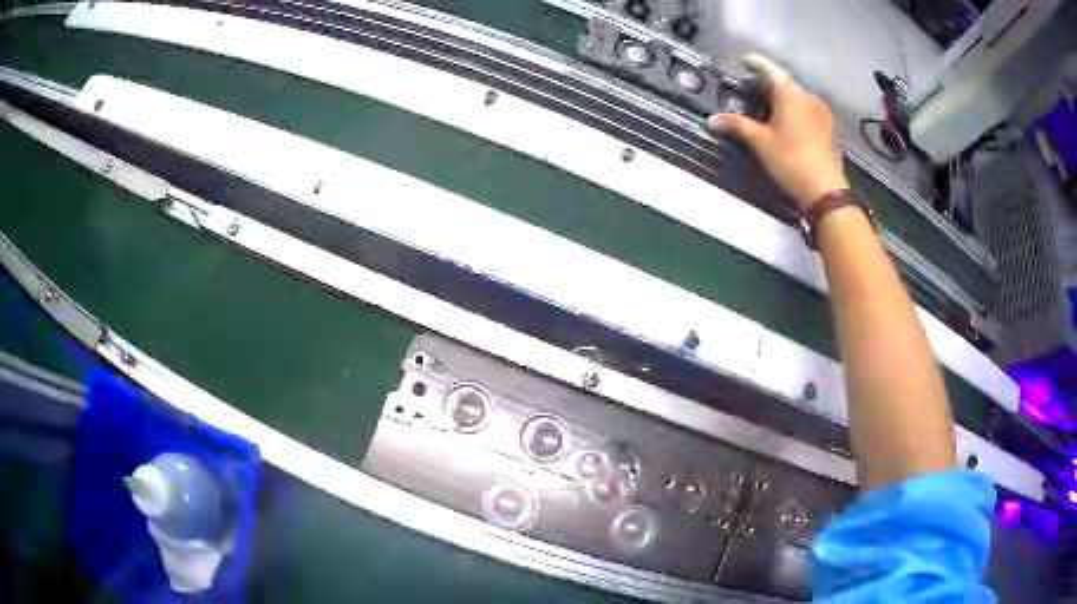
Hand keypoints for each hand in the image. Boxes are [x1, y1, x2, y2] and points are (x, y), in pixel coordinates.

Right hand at [707, 55, 847, 211]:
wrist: (826, 191)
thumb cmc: (791, 160)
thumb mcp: (760, 142)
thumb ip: (737, 126)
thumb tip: (711, 120)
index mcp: (790, 95)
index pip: (770, 70)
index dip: (756, 64)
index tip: (745, 62)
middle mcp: (808, 98)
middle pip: (785, 84)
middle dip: (768, 86)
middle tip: (752, 92)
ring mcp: (821, 113)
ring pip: (797, 98)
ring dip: (782, 100)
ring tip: (768, 110)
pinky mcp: (828, 128)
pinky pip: (807, 111)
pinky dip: (795, 112)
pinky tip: (787, 125)